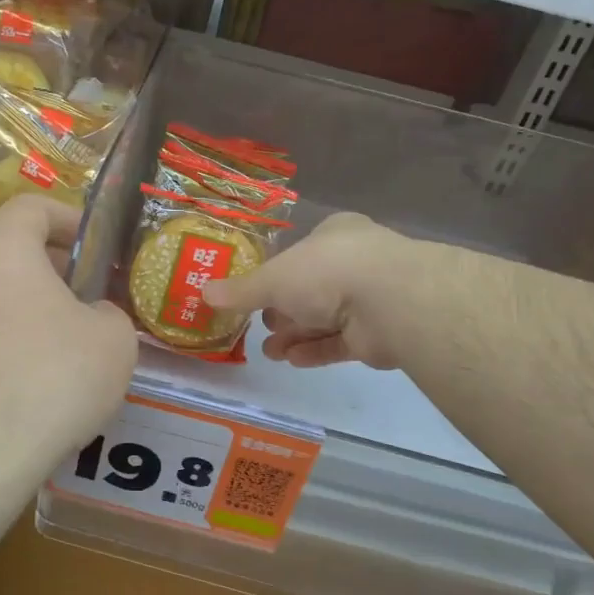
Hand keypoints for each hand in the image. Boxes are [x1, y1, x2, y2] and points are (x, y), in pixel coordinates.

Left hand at [0, 195, 137, 480]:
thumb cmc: (51, 380)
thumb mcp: (113, 342)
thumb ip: (108, 312)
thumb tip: (91, 315)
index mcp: (0, 251)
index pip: (30, 207)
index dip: (66, 217)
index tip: (92, 244)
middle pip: (0, 253)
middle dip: (41, 269)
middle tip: (76, 300)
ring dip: (9, 311)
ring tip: (42, 350)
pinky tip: (5, 390)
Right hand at [202, 213, 417, 369]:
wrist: (389, 302)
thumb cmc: (326, 271)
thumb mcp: (273, 278)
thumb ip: (241, 290)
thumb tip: (203, 293)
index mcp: (333, 234)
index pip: (299, 254)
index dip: (274, 276)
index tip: (252, 296)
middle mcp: (354, 261)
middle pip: (310, 289)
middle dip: (282, 312)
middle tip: (259, 327)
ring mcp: (370, 297)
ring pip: (324, 318)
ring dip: (295, 335)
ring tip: (270, 351)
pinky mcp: (379, 332)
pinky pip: (340, 341)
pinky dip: (315, 350)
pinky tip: (292, 360)